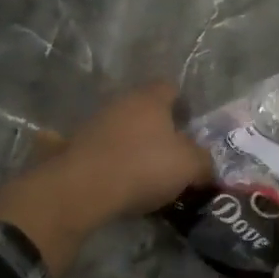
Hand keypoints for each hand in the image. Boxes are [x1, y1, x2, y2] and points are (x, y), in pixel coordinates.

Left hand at [0, 83, 211, 276]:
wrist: (83, 188)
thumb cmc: (144, 166)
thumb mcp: (189, 166)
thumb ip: (203, 161)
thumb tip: (205, 165)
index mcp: (150, 98)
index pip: (171, 88)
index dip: (183, 105)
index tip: (190, 128)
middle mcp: (121, 102)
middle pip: (145, 109)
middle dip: (158, 128)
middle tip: (171, 153)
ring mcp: (93, 122)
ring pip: (122, 128)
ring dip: (133, 144)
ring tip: (145, 172)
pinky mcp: (74, 146)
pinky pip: (102, 149)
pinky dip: (111, 161)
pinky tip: (119, 181)